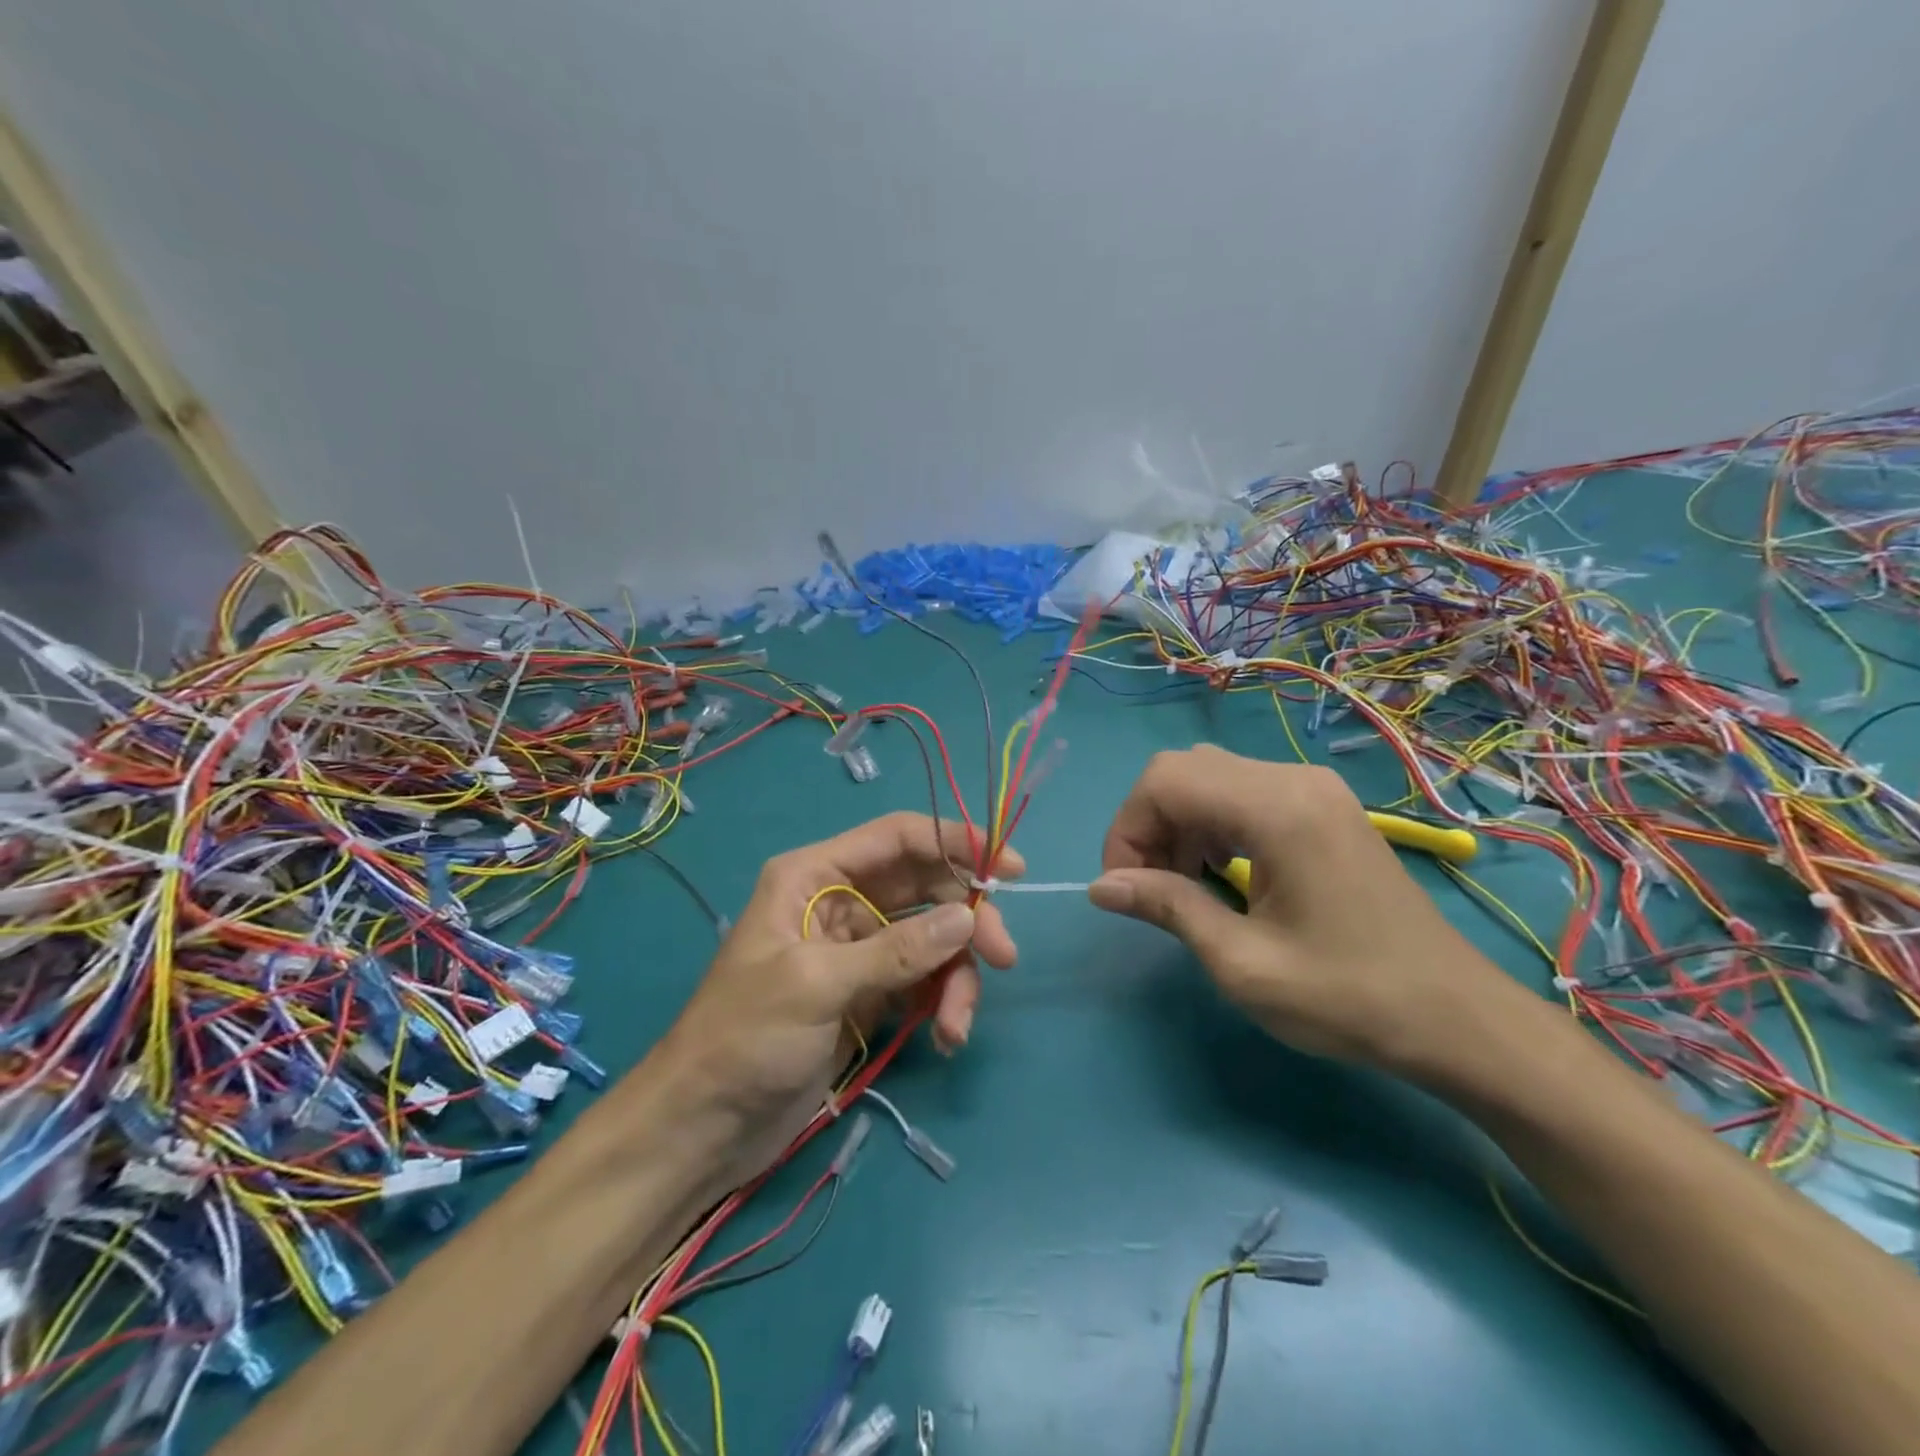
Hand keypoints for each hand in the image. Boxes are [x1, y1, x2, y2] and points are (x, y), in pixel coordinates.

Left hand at [649, 812, 1021, 1186]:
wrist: (704, 1126)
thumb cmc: (744, 1037)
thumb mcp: (817, 984)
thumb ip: (896, 950)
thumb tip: (967, 917)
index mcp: (816, 875)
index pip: (898, 837)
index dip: (955, 841)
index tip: (1008, 867)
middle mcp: (842, 901)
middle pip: (925, 886)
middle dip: (966, 918)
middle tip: (1003, 955)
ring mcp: (859, 949)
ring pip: (932, 938)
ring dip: (956, 976)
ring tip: (957, 1025)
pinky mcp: (870, 992)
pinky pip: (924, 980)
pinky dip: (942, 1002)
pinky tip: (944, 1036)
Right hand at [1088, 745, 1523, 1077]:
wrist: (1458, 1019)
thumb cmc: (1348, 998)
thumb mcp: (1243, 963)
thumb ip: (1168, 909)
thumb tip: (1102, 887)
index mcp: (1277, 809)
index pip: (1165, 780)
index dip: (1127, 829)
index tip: (1125, 888)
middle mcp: (1294, 779)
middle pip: (1184, 768)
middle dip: (1148, 824)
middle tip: (1151, 887)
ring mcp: (1314, 788)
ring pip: (1210, 776)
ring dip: (1178, 822)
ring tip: (1182, 884)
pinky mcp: (1323, 806)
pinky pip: (1243, 791)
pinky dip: (1211, 822)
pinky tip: (1221, 872)